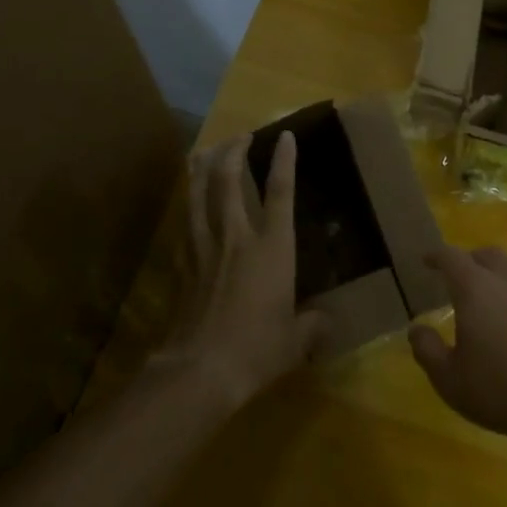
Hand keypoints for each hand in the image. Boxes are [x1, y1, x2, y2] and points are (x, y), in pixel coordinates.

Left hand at [166, 133, 325, 408]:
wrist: (199, 370)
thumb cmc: (256, 350)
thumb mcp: (296, 340)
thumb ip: (312, 324)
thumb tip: (325, 321)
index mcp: (271, 248)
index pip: (280, 193)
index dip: (284, 161)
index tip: (284, 135)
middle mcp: (236, 237)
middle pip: (227, 180)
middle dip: (233, 151)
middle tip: (240, 136)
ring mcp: (204, 248)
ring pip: (198, 194)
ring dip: (202, 167)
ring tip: (204, 150)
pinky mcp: (181, 264)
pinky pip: (185, 222)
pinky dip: (188, 204)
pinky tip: (188, 202)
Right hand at [408, 246, 506, 454]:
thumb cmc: (503, 391)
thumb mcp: (450, 380)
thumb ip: (427, 350)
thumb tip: (417, 329)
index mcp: (476, 288)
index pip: (451, 257)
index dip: (436, 256)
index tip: (427, 260)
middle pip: (488, 255)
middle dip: (471, 261)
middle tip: (462, 279)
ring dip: (503, 282)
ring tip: (498, 308)